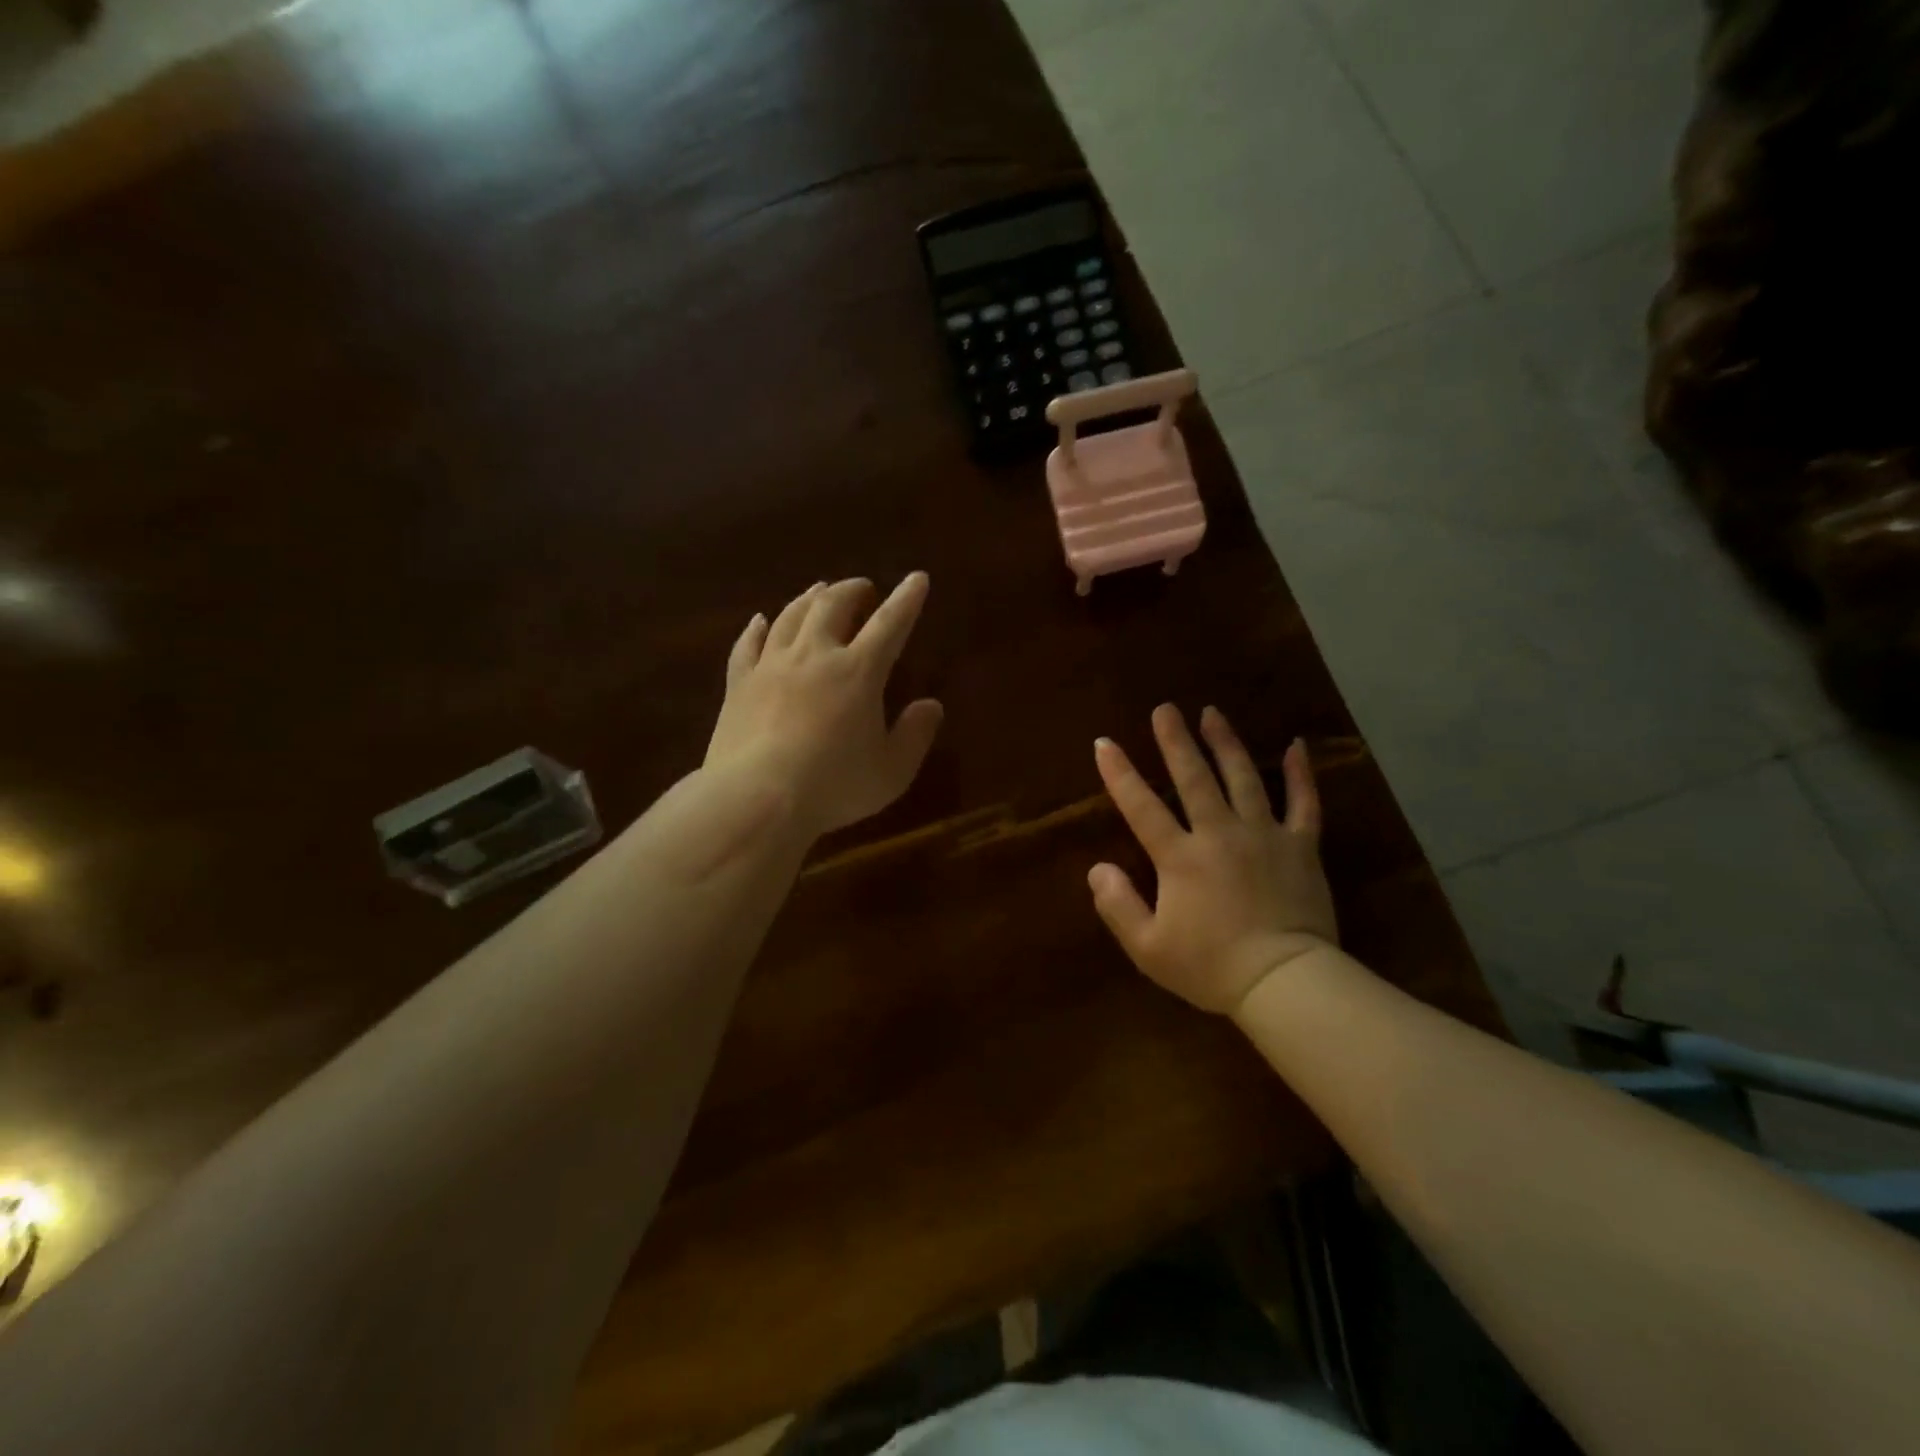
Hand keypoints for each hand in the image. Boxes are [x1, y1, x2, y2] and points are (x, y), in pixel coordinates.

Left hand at [705, 573, 943, 838]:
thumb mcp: (891, 771)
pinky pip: (748, 644)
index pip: (889, 624)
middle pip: (833, 605)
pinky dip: (758, 627)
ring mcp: (771, 665)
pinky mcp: (739, 683)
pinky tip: (761, 620)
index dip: (906, 600)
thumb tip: (932, 705)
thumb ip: (915, 735)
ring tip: (819, 590)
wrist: (755, 798)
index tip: (917, 578)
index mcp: (859, 672)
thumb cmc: (833, 786)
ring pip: (791, 616)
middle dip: (852, 590)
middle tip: (862, 587)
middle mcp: (815, 655)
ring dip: (810, 598)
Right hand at [1089, 704, 1335, 1014]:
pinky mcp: (1301, 847)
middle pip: (1194, 778)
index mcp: (1180, 857)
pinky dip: (1301, 773)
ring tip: (1212, 713)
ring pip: (1243, 778)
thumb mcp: (1148, 948)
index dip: (1119, 774)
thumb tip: (1096, 868)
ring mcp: (1264, 835)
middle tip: (1165, 708)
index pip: (1141, 806)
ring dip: (1225, 743)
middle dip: (1175, 741)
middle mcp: (1219, 834)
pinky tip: (1296, 745)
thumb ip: (1118, 905)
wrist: (1285, 982)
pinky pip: (1304, 803)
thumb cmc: (1211, 967)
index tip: (1104, 743)